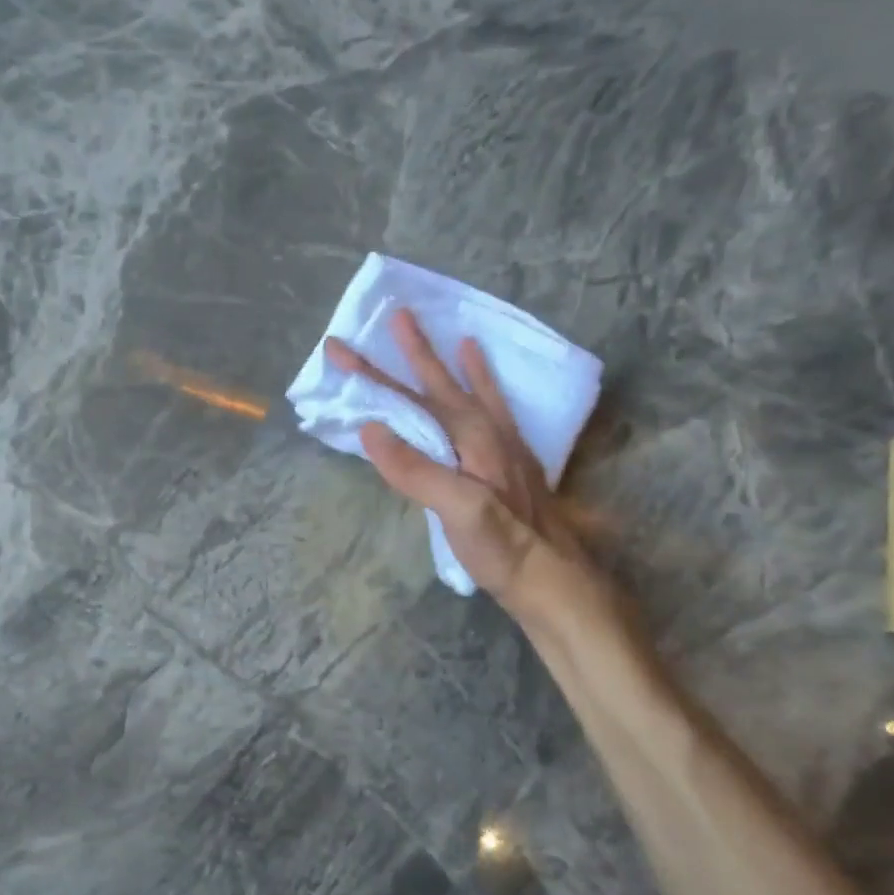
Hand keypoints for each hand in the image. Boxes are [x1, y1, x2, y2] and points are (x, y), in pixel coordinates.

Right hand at [326, 308, 610, 628]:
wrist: (553, 579)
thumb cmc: (502, 547)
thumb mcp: (457, 510)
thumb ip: (416, 469)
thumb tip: (371, 429)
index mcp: (470, 438)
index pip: (411, 398)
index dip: (372, 375)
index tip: (340, 349)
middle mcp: (486, 432)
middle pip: (439, 384)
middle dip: (412, 352)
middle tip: (395, 316)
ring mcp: (500, 445)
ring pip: (467, 391)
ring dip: (447, 361)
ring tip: (441, 333)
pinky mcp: (507, 461)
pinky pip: (491, 407)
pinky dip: (482, 384)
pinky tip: (479, 377)